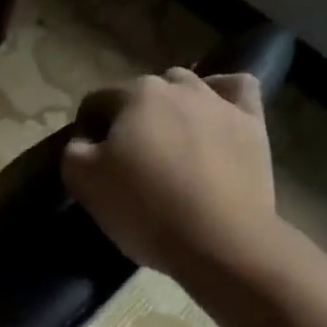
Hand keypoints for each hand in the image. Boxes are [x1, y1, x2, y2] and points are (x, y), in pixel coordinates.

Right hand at [63, 67, 280, 281]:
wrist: (219, 240)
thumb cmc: (143, 208)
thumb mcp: (83, 181)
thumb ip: (74, 151)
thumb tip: (84, 141)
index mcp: (133, 95)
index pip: (97, 101)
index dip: (88, 129)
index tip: (89, 161)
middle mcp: (177, 86)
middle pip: (142, 92)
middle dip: (131, 118)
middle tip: (129, 159)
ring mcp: (220, 102)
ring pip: (187, 87)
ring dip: (172, 107)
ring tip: (170, 144)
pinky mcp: (252, 123)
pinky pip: (237, 90)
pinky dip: (222, 94)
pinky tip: (215, 113)